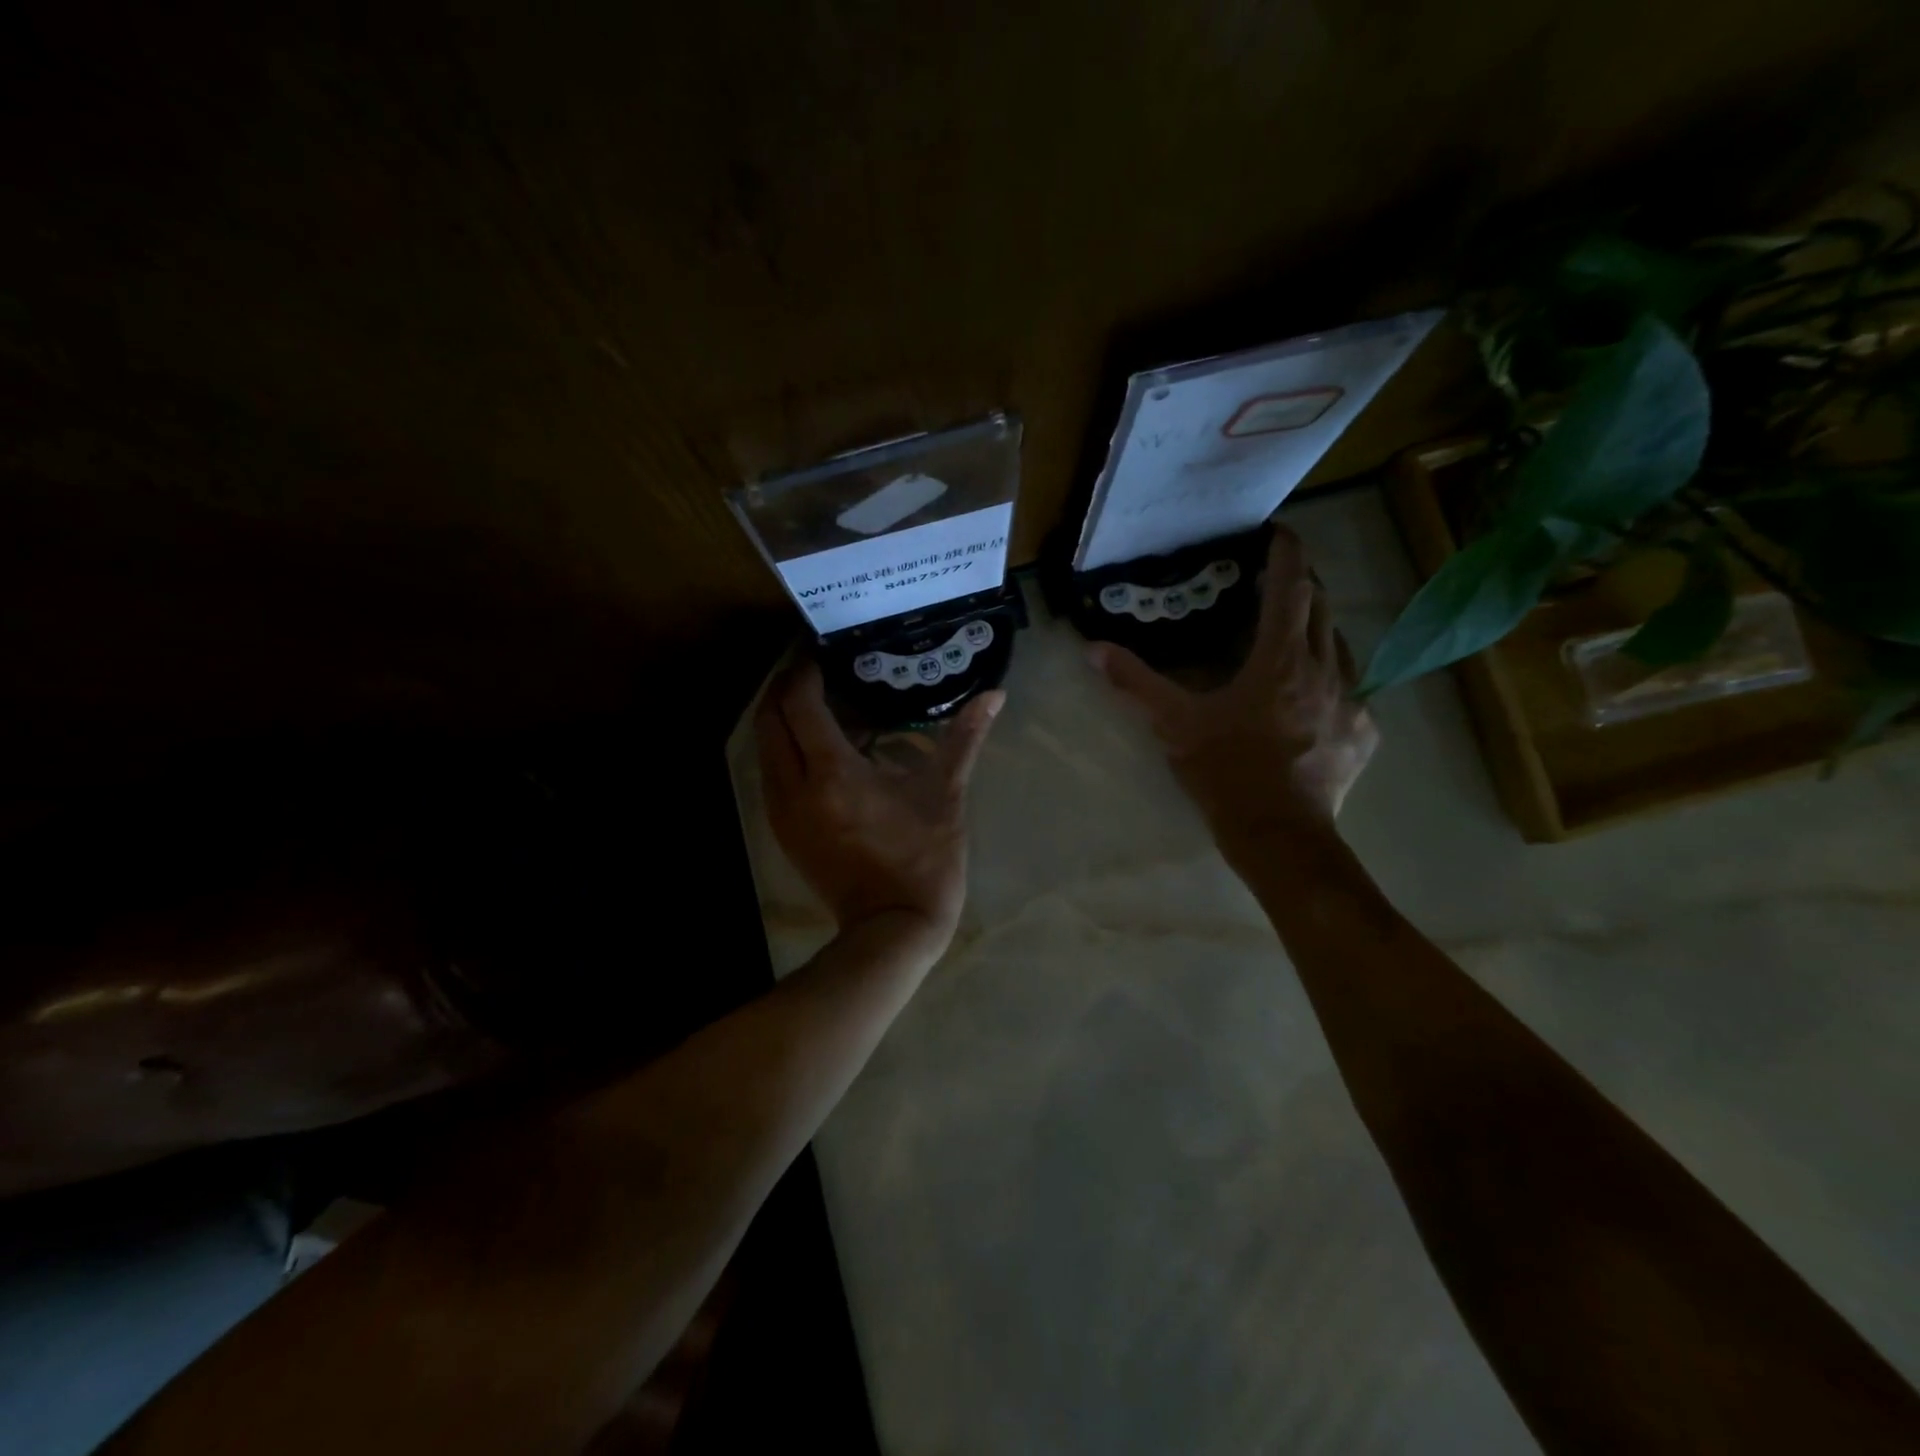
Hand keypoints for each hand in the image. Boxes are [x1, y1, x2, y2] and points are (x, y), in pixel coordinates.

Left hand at [755, 660, 1003, 949]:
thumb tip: (995, 695)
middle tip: (816, 668)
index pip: (800, 703)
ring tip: (817, 700)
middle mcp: (795, 787)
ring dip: (782, 717)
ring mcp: (782, 812)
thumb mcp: (945, 794)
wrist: (893, 928)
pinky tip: (818, 746)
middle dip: (786, 687)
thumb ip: (964, 737)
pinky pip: (771, 772)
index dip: (806, 670)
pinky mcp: (782, 830)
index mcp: (833, 773)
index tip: (823, 650)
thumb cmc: (923, 859)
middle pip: (770, 719)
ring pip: (765, 746)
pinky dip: (786, 747)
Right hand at [1088, 527, 1377, 855]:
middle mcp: (1326, 669)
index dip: (1287, 553)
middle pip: (1321, 608)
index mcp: (1280, 661)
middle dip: (1302, 585)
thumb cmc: (1227, 772)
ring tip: (1293, 634)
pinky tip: (1314, 694)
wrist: (1279, 835)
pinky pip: (1354, 687)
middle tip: (1276, 581)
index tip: (1280, 532)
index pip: (1291, 588)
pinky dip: (1333, 675)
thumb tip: (1093, 649)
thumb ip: (1136, 683)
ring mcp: (1353, 700)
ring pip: (1341, 644)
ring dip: (1317, 629)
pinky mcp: (1365, 731)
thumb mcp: (1175, 725)